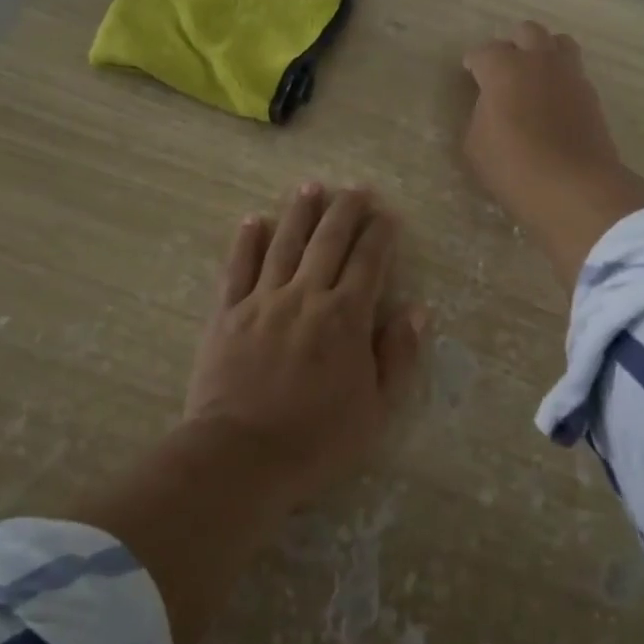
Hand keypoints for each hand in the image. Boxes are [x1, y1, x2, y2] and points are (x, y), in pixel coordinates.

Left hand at [182, 184, 425, 507]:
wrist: (242, 455)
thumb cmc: (317, 439)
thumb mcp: (376, 409)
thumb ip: (397, 356)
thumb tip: (416, 310)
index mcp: (345, 317)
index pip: (369, 262)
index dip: (380, 235)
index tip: (387, 215)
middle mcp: (306, 296)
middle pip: (328, 241)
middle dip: (345, 210)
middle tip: (356, 188)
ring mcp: (263, 300)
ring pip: (284, 243)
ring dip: (300, 212)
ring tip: (311, 187)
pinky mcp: (227, 313)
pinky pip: (238, 267)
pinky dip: (246, 241)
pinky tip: (253, 221)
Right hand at [461, 20, 643, 292]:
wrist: (574, 186)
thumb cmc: (513, 166)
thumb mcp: (475, 145)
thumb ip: (480, 115)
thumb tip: (490, 107)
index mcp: (504, 68)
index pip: (483, 52)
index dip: (473, 63)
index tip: (469, 74)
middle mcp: (539, 61)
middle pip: (527, 32)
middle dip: (512, 45)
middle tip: (503, 70)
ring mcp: (570, 75)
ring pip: (559, 43)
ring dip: (544, 53)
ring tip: (534, 77)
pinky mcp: (592, 95)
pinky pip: (574, 72)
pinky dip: (561, 78)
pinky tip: (553, 101)